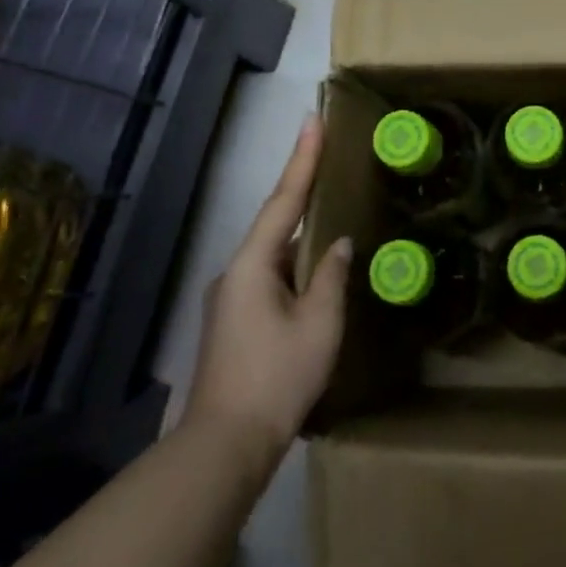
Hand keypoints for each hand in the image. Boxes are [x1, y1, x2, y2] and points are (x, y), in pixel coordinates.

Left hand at [181, 114, 351, 460]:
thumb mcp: (319, 324)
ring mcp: (231, 298)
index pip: (284, 200)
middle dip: (303, 191)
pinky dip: (295, 265)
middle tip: (328, 158)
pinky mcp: (234, 321)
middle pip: (277, 222)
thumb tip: (340, 244)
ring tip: (333, 217)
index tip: (312, 121)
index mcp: (254, 264)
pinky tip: (316, 274)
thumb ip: (331, 276)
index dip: (302, 159)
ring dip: (303, 235)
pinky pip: (271, 277)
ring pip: (275, 254)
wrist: (225, 446)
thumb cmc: (277, 378)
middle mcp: (236, 272)